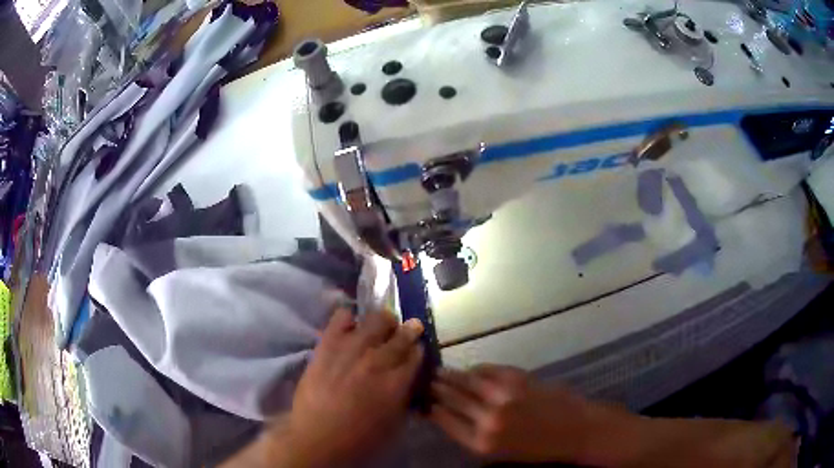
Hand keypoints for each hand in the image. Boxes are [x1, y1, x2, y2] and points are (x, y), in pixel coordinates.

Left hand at [285, 308, 424, 466]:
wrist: (317, 437)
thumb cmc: (360, 438)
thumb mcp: (395, 422)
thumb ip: (405, 395)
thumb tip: (409, 378)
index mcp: (398, 382)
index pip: (416, 354)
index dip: (418, 350)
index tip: (416, 350)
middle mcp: (378, 360)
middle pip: (401, 335)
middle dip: (409, 331)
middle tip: (408, 330)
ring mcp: (351, 349)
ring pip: (376, 320)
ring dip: (384, 322)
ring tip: (382, 326)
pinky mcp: (327, 345)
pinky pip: (341, 318)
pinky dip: (349, 318)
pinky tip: (352, 325)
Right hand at [429, 364, 599, 462]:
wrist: (574, 430)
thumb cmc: (536, 448)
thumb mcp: (498, 452)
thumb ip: (471, 434)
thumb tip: (447, 413)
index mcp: (480, 443)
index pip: (444, 420)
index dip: (430, 408)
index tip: (422, 400)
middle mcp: (487, 419)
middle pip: (450, 398)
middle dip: (435, 388)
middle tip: (425, 380)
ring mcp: (502, 395)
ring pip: (465, 380)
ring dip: (450, 375)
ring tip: (439, 371)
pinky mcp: (516, 378)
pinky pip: (486, 369)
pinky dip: (475, 369)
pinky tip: (470, 370)